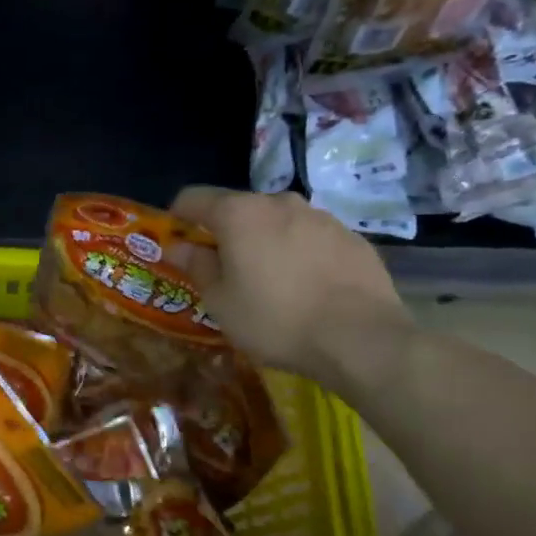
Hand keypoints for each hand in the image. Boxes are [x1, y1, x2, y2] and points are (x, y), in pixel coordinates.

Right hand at [169, 187, 414, 391]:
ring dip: (265, 241)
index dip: (177, 216)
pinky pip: (311, 238)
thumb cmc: (275, 319)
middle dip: (225, 232)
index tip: (175, 240)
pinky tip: (306, 286)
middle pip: (238, 208)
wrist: (360, 338)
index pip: (193, 198)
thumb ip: (197, 266)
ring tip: (269, 280)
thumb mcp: (221, 302)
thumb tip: (179, 246)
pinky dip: (299, 253)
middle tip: (223, 268)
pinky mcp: (352, 237)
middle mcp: (279, 202)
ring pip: (278, 221)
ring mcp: (320, 217)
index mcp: (239, 213)